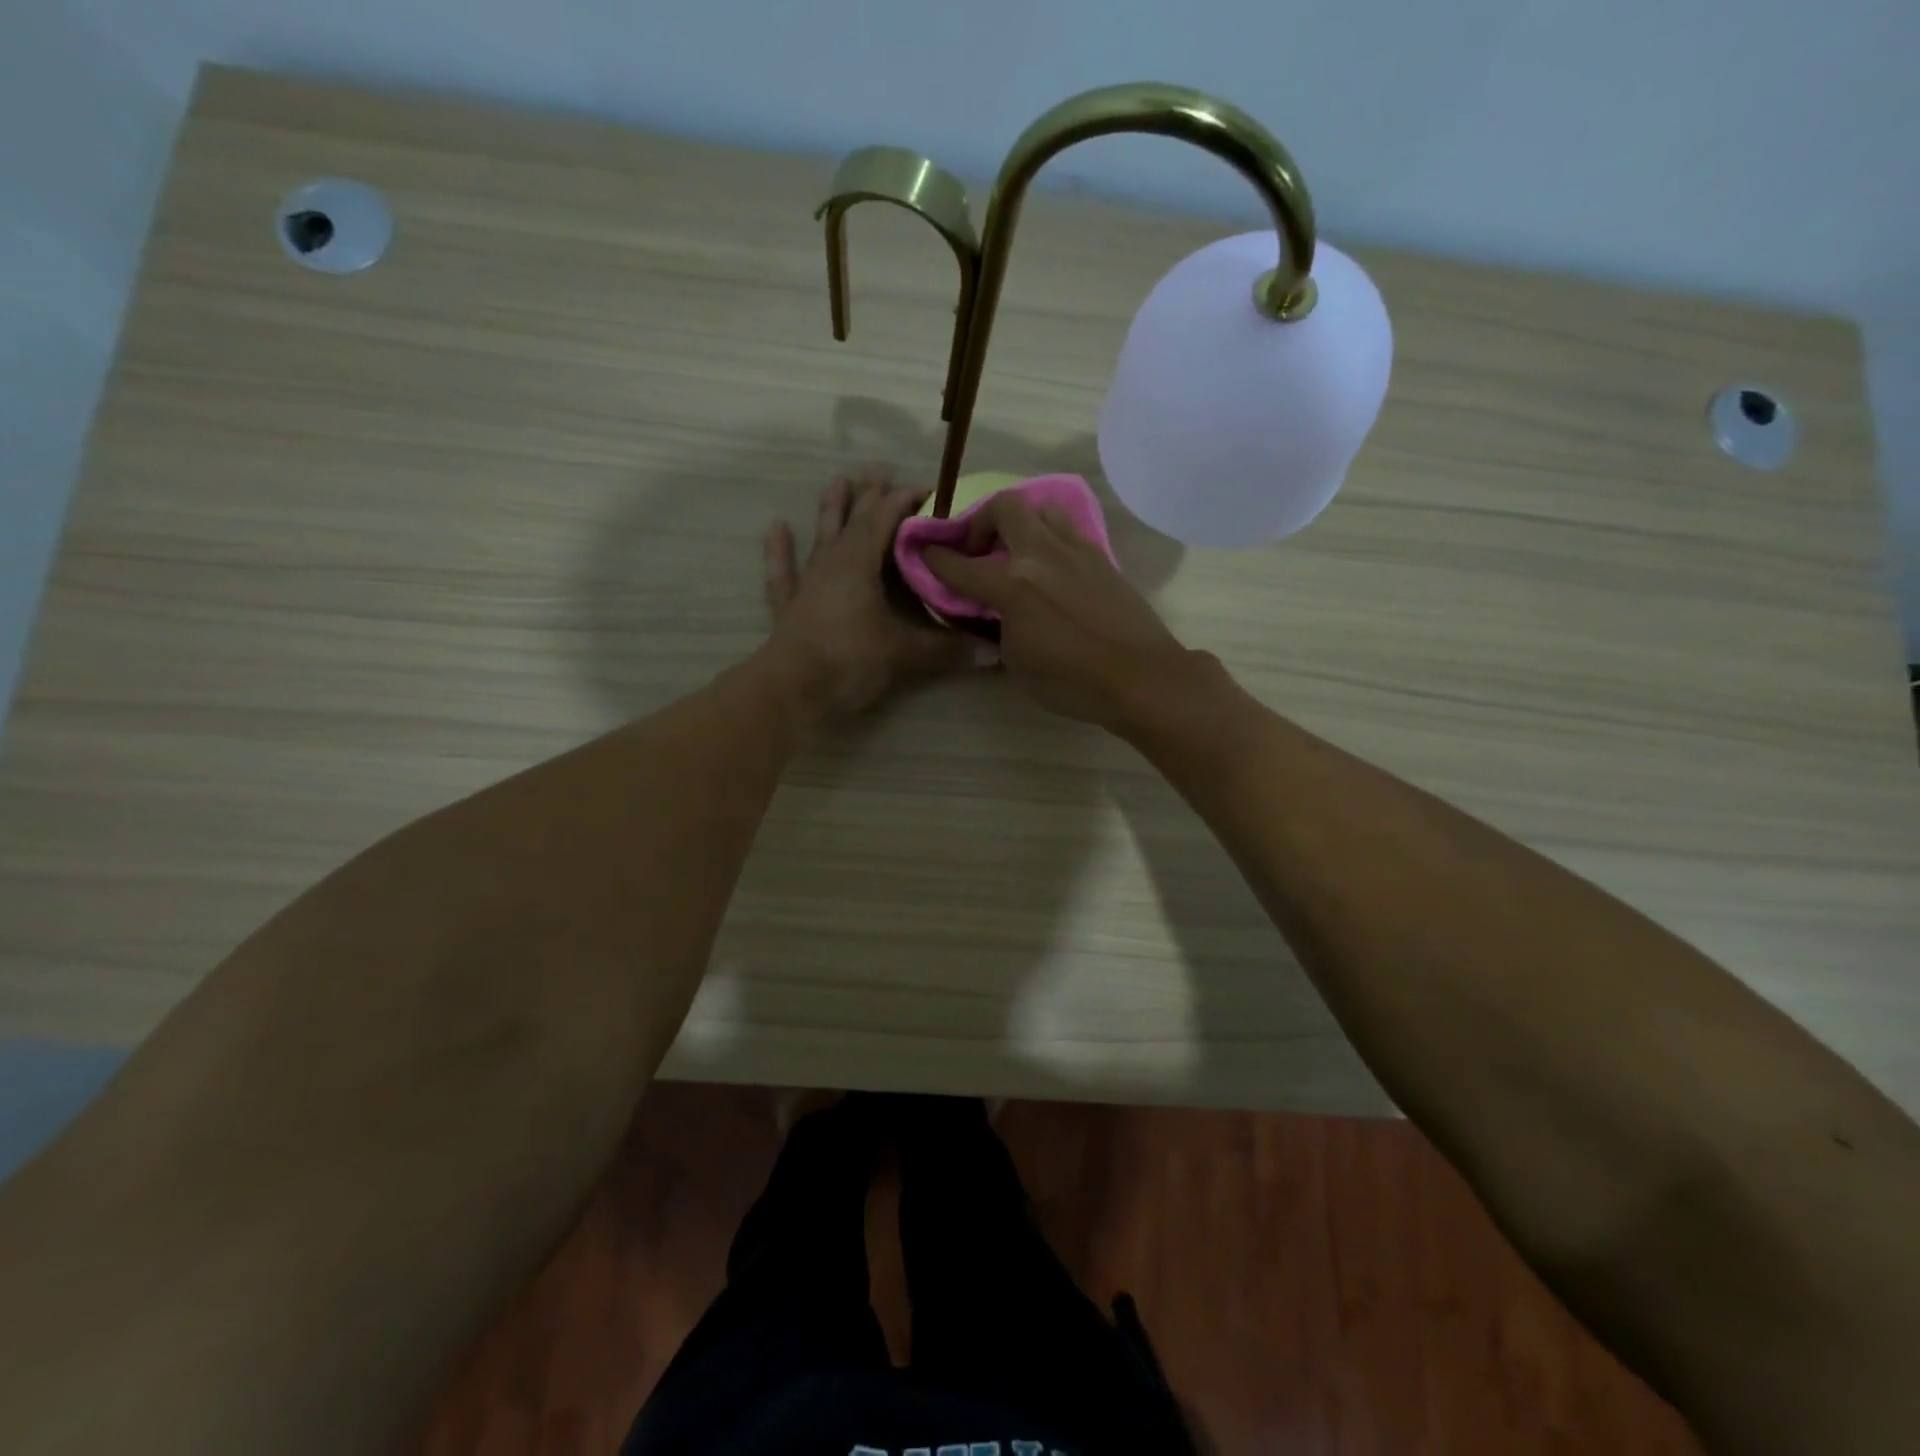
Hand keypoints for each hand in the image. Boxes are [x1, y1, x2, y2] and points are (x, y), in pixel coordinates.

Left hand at [763, 468, 972, 718]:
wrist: (792, 690)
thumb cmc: (849, 660)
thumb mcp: (904, 653)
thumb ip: (946, 649)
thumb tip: (993, 654)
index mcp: (859, 562)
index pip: (887, 519)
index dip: (906, 501)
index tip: (929, 490)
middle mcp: (833, 562)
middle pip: (855, 520)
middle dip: (871, 495)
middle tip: (881, 468)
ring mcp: (808, 582)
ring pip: (822, 537)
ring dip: (830, 510)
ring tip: (837, 480)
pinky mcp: (790, 606)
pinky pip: (783, 571)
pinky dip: (780, 550)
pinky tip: (777, 527)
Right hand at [923, 492, 1199, 730]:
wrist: (1141, 676)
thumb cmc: (1073, 681)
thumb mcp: (1018, 665)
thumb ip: (998, 629)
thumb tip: (997, 614)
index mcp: (1013, 586)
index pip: (961, 565)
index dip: (936, 557)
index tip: (926, 552)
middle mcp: (1041, 555)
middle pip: (1004, 506)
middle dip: (982, 520)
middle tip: (981, 548)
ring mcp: (1076, 550)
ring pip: (1042, 508)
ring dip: (1021, 521)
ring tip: (1019, 549)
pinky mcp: (1101, 557)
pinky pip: (1068, 529)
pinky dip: (1050, 536)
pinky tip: (1052, 564)